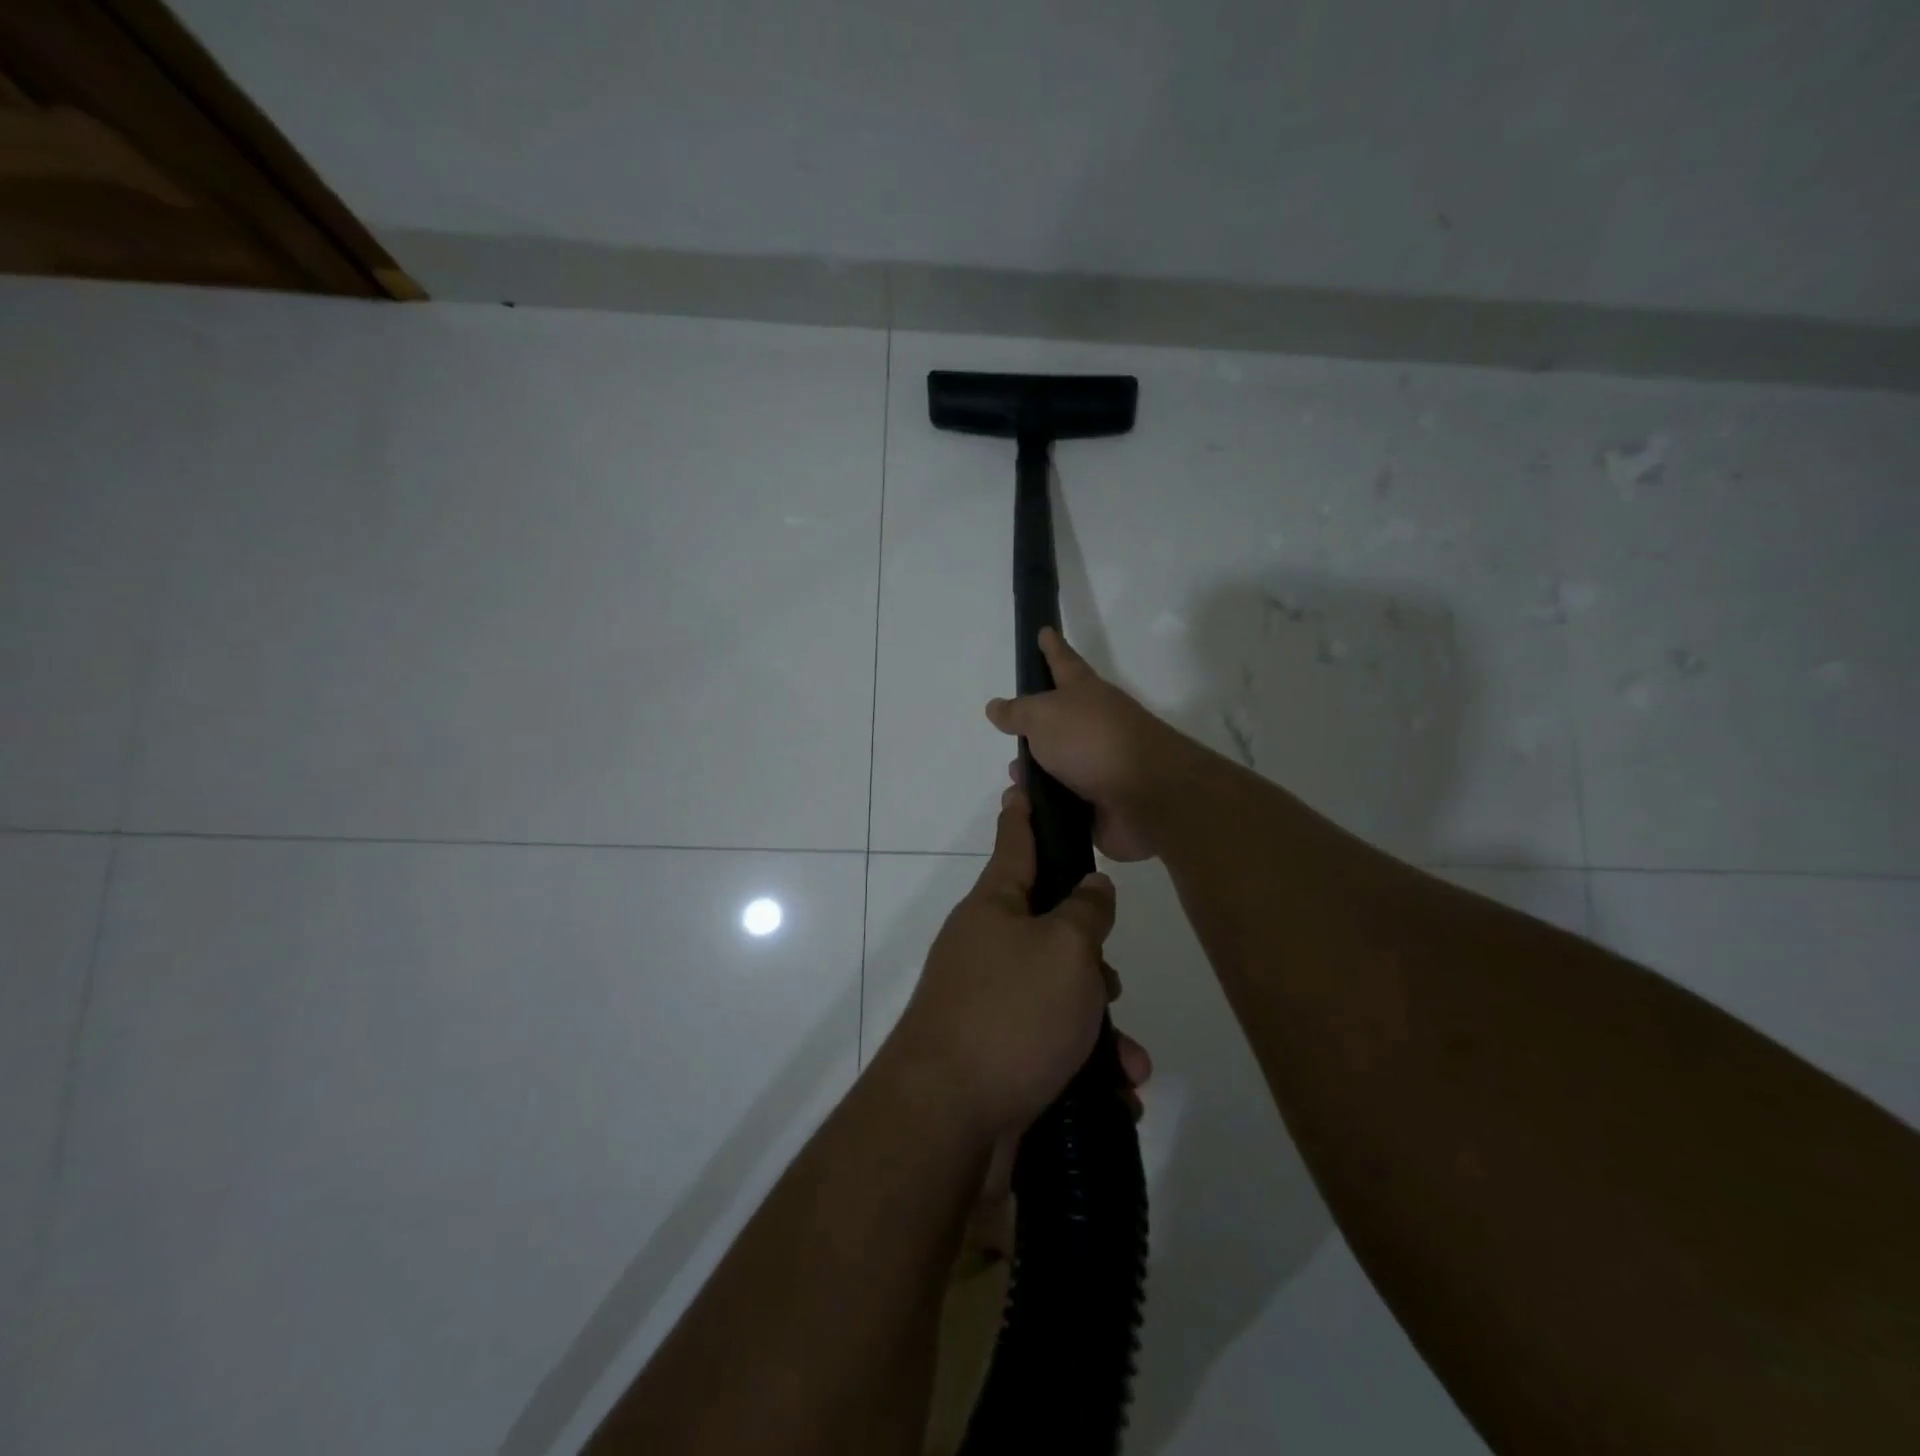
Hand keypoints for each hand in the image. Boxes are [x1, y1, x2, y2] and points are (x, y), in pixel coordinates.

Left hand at [886, 785, 1122, 1141]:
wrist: (947, 1119)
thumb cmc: (1011, 1014)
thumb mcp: (1065, 950)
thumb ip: (1086, 912)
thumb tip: (1090, 887)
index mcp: (995, 907)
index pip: (1015, 842)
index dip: (1025, 812)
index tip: (1021, 784)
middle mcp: (986, 946)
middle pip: (1050, 928)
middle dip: (1092, 957)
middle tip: (1110, 982)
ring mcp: (988, 1001)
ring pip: (1060, 994)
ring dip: (1100, 1026)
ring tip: (1127, 1061)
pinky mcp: (996, 1053)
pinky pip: (1052, 1044)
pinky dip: (1085, 1065)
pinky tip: (1115, 1093)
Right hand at [985, 628, 1189, 861]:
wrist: (1145, 796)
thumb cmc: (1092, 741)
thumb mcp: (1044, 716)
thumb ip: (1018, 712)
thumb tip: (996, 706)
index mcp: (1085, 694)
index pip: (1063, 662)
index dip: (1052, 648)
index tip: (1044, 631)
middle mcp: (1095, 726)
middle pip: (1060, 721)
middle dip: (1034, 728)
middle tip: (1010, 734)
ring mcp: (1101, 766)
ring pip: (1059, 767)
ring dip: (1036, 775)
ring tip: (1015, 785)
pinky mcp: (1101, 804)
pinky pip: (1064, 803)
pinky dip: (1046, 806)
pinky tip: (1028, 812)